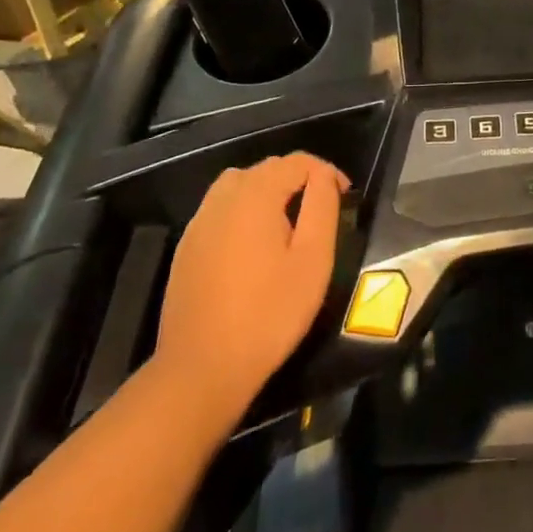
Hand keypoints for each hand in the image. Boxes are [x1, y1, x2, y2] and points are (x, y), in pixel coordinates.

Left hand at [151, 153, 348, 425]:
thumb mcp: (313, 260)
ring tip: (288, 222)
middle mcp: (223, 197)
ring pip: (240, 185)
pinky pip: (220, 210)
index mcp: (256, 194)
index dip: (326, 172)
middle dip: (298, 179)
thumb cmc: (269, 314)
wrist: (202, 370)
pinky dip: (243, 212)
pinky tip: (253, 245)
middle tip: (321, 211)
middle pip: (267, 169)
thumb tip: (324, 176)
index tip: (345, 197)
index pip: (297, 162)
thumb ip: (322, 206)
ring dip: (268, 192)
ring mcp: (200, 222)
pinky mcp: (187, 247)